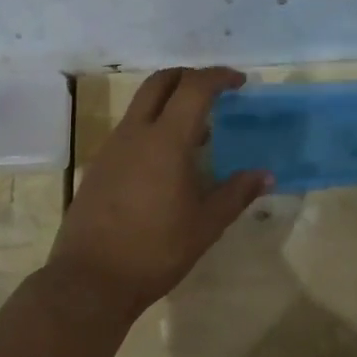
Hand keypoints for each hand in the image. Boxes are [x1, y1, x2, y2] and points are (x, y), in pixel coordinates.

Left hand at [46, 67, 271, 317]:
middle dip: (189, 77)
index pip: (194, 88)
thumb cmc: (156, 250)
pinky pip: (130, 132)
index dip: (218, 77)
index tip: (239, 82)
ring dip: (170, 104)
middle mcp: (134, 133)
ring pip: (141, 106)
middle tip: (215, 92)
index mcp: (165, 140)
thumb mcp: (206, 224)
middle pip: (160, 83)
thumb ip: (237, 193)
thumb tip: (265, 175)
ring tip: (198, 133)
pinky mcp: (99, 167)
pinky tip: (168, 163)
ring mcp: (111, 149)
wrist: (91, 279)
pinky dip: (153, 129)